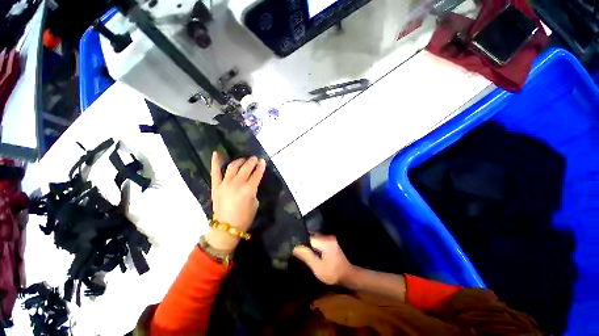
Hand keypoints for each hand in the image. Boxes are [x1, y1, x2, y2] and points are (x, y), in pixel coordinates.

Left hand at [206, 152, 265, 251]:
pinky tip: (216, 153)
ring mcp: (225, 183)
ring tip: (243, 160)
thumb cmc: (243, 219)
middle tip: (255, 159)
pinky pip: (215, 171)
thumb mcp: (254, 206)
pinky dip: (215, 162)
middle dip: (251, 162)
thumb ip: (253, 193)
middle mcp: (237, 183)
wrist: (226, 227)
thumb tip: (251, 185)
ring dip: (239, 161)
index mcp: (249, 190)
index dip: (260, 167)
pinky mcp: (216, 185)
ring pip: (232, 167)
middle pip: (246, 168)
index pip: (256, 174)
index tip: (263, 161)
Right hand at [293, 236, 354, 285]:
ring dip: (307, 248)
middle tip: (294, 254)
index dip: (298, 244)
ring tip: (299, 256)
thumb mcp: (317, 267)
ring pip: (313, 242)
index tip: (291, 251)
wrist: (348, 277)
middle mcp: (328, 238)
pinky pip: (317, 245)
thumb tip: (294, 247)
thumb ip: (306, 255)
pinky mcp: (330, 245)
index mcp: (326, 241)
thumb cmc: (333, 273)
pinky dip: (312, 250)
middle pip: (310, 239)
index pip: (307, 238)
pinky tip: (307, 256)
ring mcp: (330, 241)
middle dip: (302, 246)